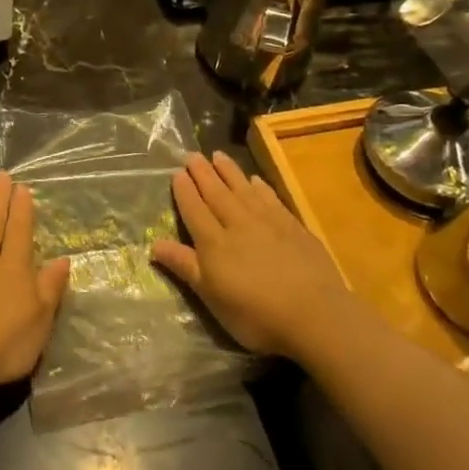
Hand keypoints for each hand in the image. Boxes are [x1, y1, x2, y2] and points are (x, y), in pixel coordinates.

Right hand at [151, 152, 350, 359]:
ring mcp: (268, 222)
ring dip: (229, 171)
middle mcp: (238, 224)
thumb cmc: (256, 314)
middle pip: (216, 193)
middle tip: (192, 155)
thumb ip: (185, 266)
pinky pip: (270, 198)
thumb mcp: (212, 297)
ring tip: (217, 155)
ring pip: (242, 189)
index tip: (176, 172)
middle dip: (203, 174)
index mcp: (214, 243)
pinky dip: (259, 187)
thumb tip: (153, 244)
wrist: (315, 314)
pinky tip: (255, 180)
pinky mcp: (292, 226)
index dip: (184, 191)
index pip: (194, 210)